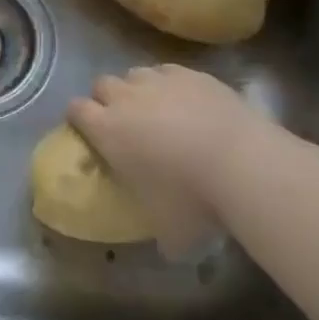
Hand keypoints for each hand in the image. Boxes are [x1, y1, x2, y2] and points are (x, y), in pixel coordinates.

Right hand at [66, 64, 275, 255]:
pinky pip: (169, 71)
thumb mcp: (170, 232)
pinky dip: (171, 84)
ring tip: (158, 110)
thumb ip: (160, 235)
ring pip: (135, 74)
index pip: (75, 109)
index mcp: (107, 130)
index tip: (89, 133)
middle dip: (107, 99)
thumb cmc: (193, 199)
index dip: (79, 119)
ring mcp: (160, 81)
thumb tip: (168, 247)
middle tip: (125, 123)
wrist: (243, 163)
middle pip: (102, 84)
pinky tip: (188, 102)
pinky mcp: (192, 74)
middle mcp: (126, 98)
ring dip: (138, 89)